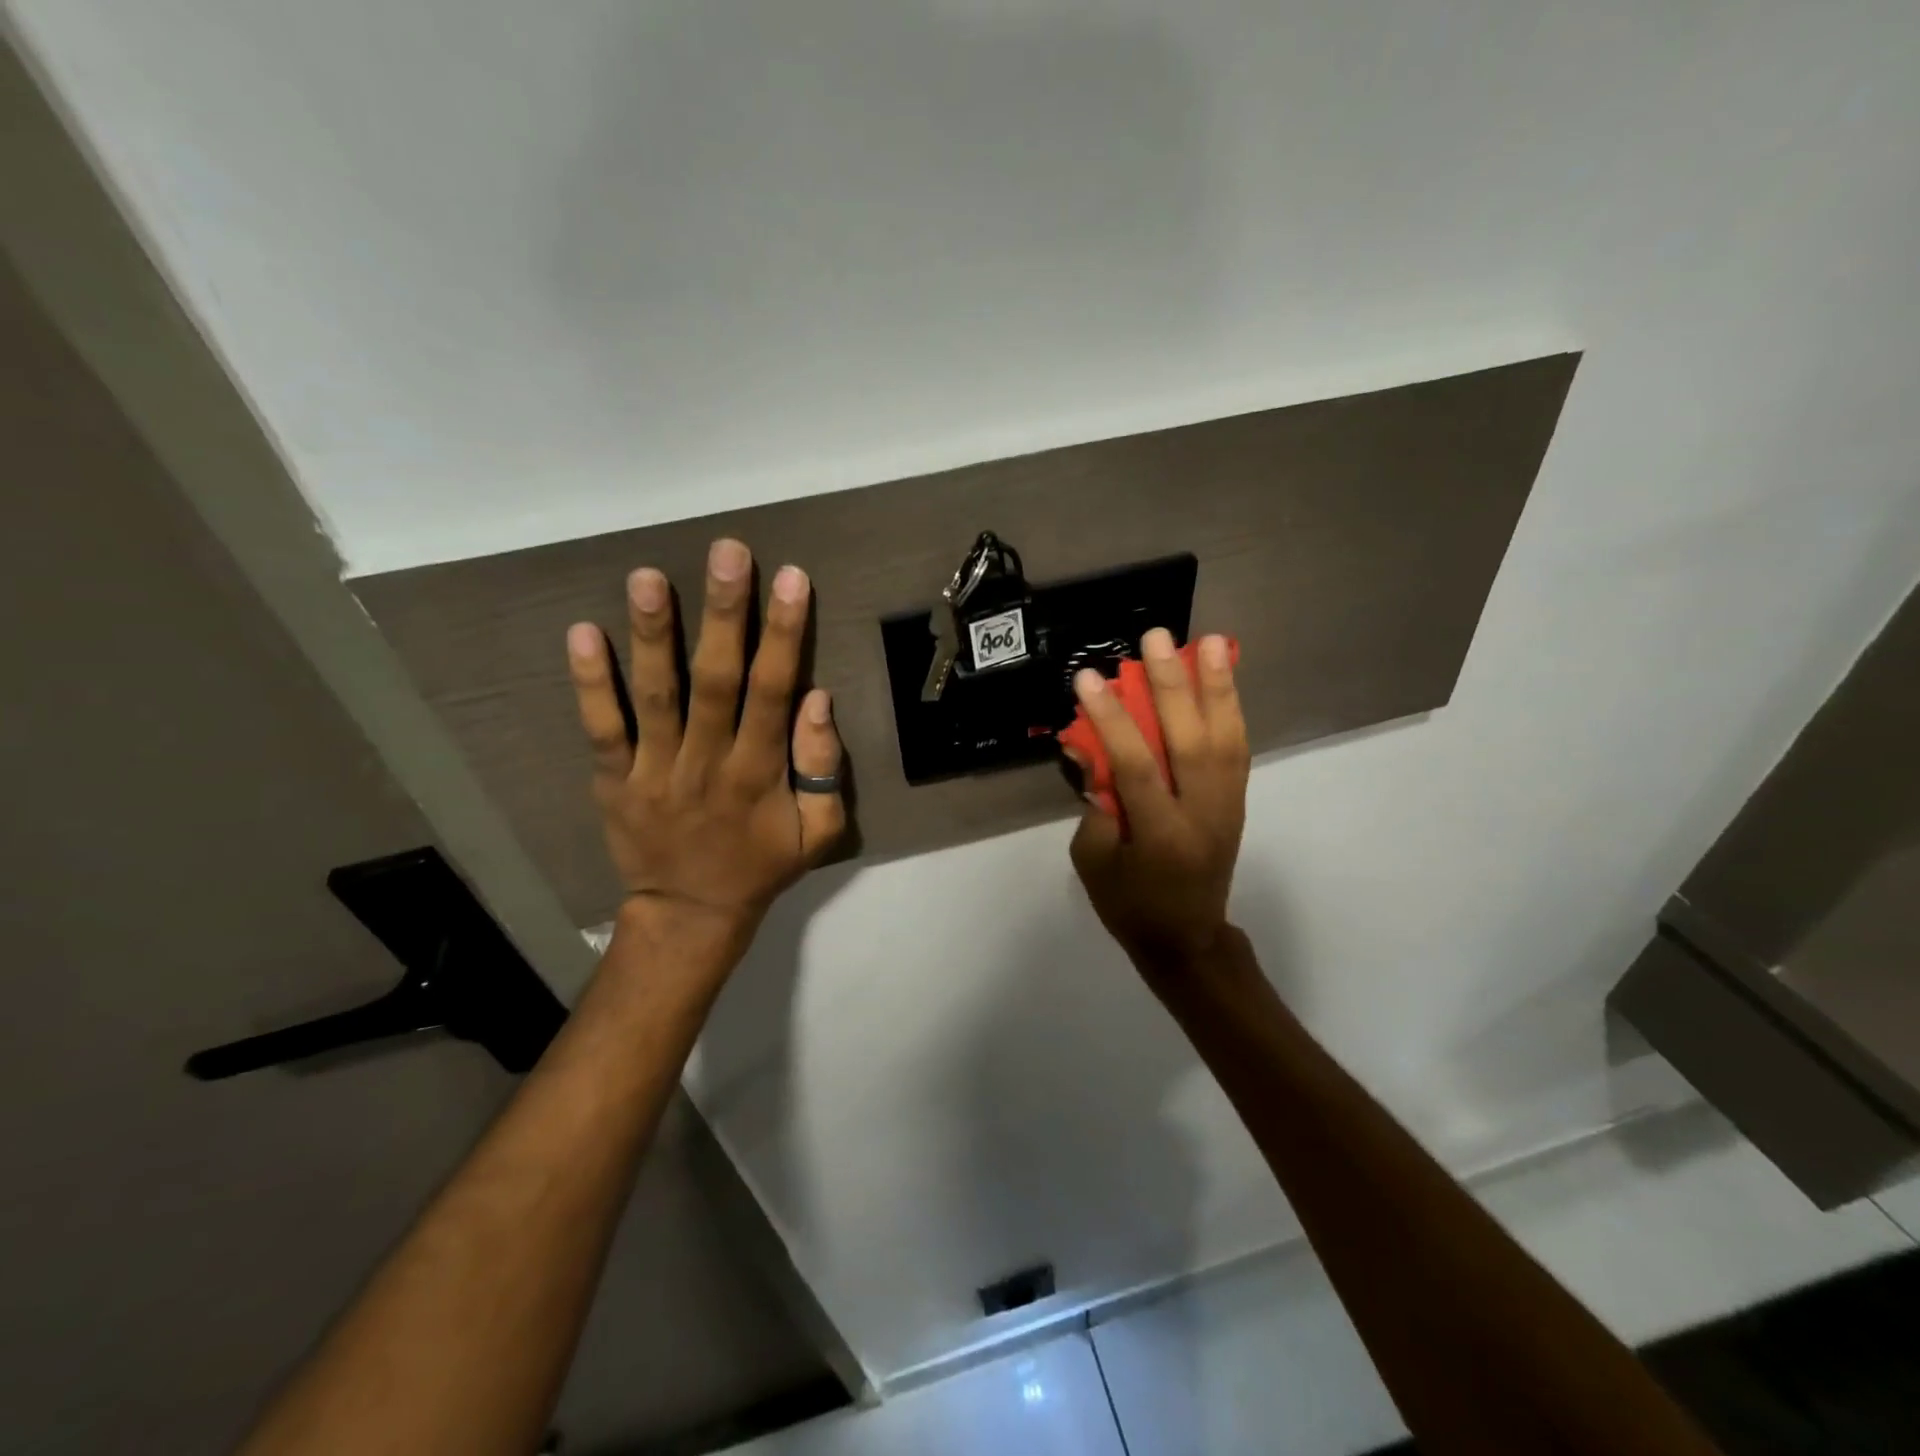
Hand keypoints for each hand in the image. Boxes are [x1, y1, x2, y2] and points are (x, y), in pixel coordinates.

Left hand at [565, 538, 844, 968]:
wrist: (690, 914)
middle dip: (724, 614)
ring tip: (648, 577)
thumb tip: (817, 700)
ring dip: (653, 635)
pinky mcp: (614, 780)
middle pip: (716, 681)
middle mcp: (706, 763)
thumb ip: (823, 770)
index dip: (783, 635)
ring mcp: (654, 771)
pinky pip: (601, 729)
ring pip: (654, 696)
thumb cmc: (761, 866)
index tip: (790, 579)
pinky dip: (590, 683)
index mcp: (758, 774)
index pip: (772, 693)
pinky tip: (583, 632)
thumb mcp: (817, 834)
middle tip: (727, 552)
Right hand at [1067, 629, 1248, 968]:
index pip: (1136, 766)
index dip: (1112, 719)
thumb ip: (1094, 806)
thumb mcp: (1092, 862)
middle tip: (1156, 639)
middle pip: (1191, 742)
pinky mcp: (1237, 802)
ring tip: (1209, 642)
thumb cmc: (1129, 906)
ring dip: (1218, 687)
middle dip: (1173, 686)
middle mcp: (1201, 816)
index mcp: (1160, 837)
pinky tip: (1224, 678)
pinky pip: (1237, 749)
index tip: (1088, 678)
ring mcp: (1227, 807)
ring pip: (1226, 739)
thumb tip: (1096, 752)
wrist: (1187, 940)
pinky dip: (1231, 709)